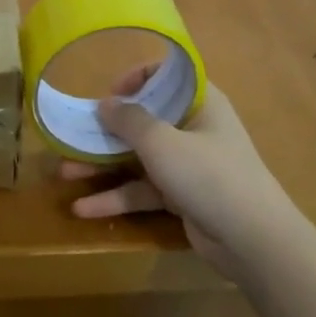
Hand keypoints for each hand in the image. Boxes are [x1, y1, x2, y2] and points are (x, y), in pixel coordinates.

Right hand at [59, 66, 308, 283]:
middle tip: (71, 136)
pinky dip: (116, 198)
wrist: (253, 239)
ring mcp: (187, 163)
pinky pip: (143, 190)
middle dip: (104, 131)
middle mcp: (193, 127)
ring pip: (137, 158)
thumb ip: (129, 121)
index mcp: (198, 102)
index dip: (133, 80)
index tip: (106, 95)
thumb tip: (105, 104)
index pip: (165, 77)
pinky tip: (83, 209)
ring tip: (63, 173)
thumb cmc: (209, 174)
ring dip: (102, 166)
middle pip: (143, 120)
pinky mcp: (181, 195)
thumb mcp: (162, 142)